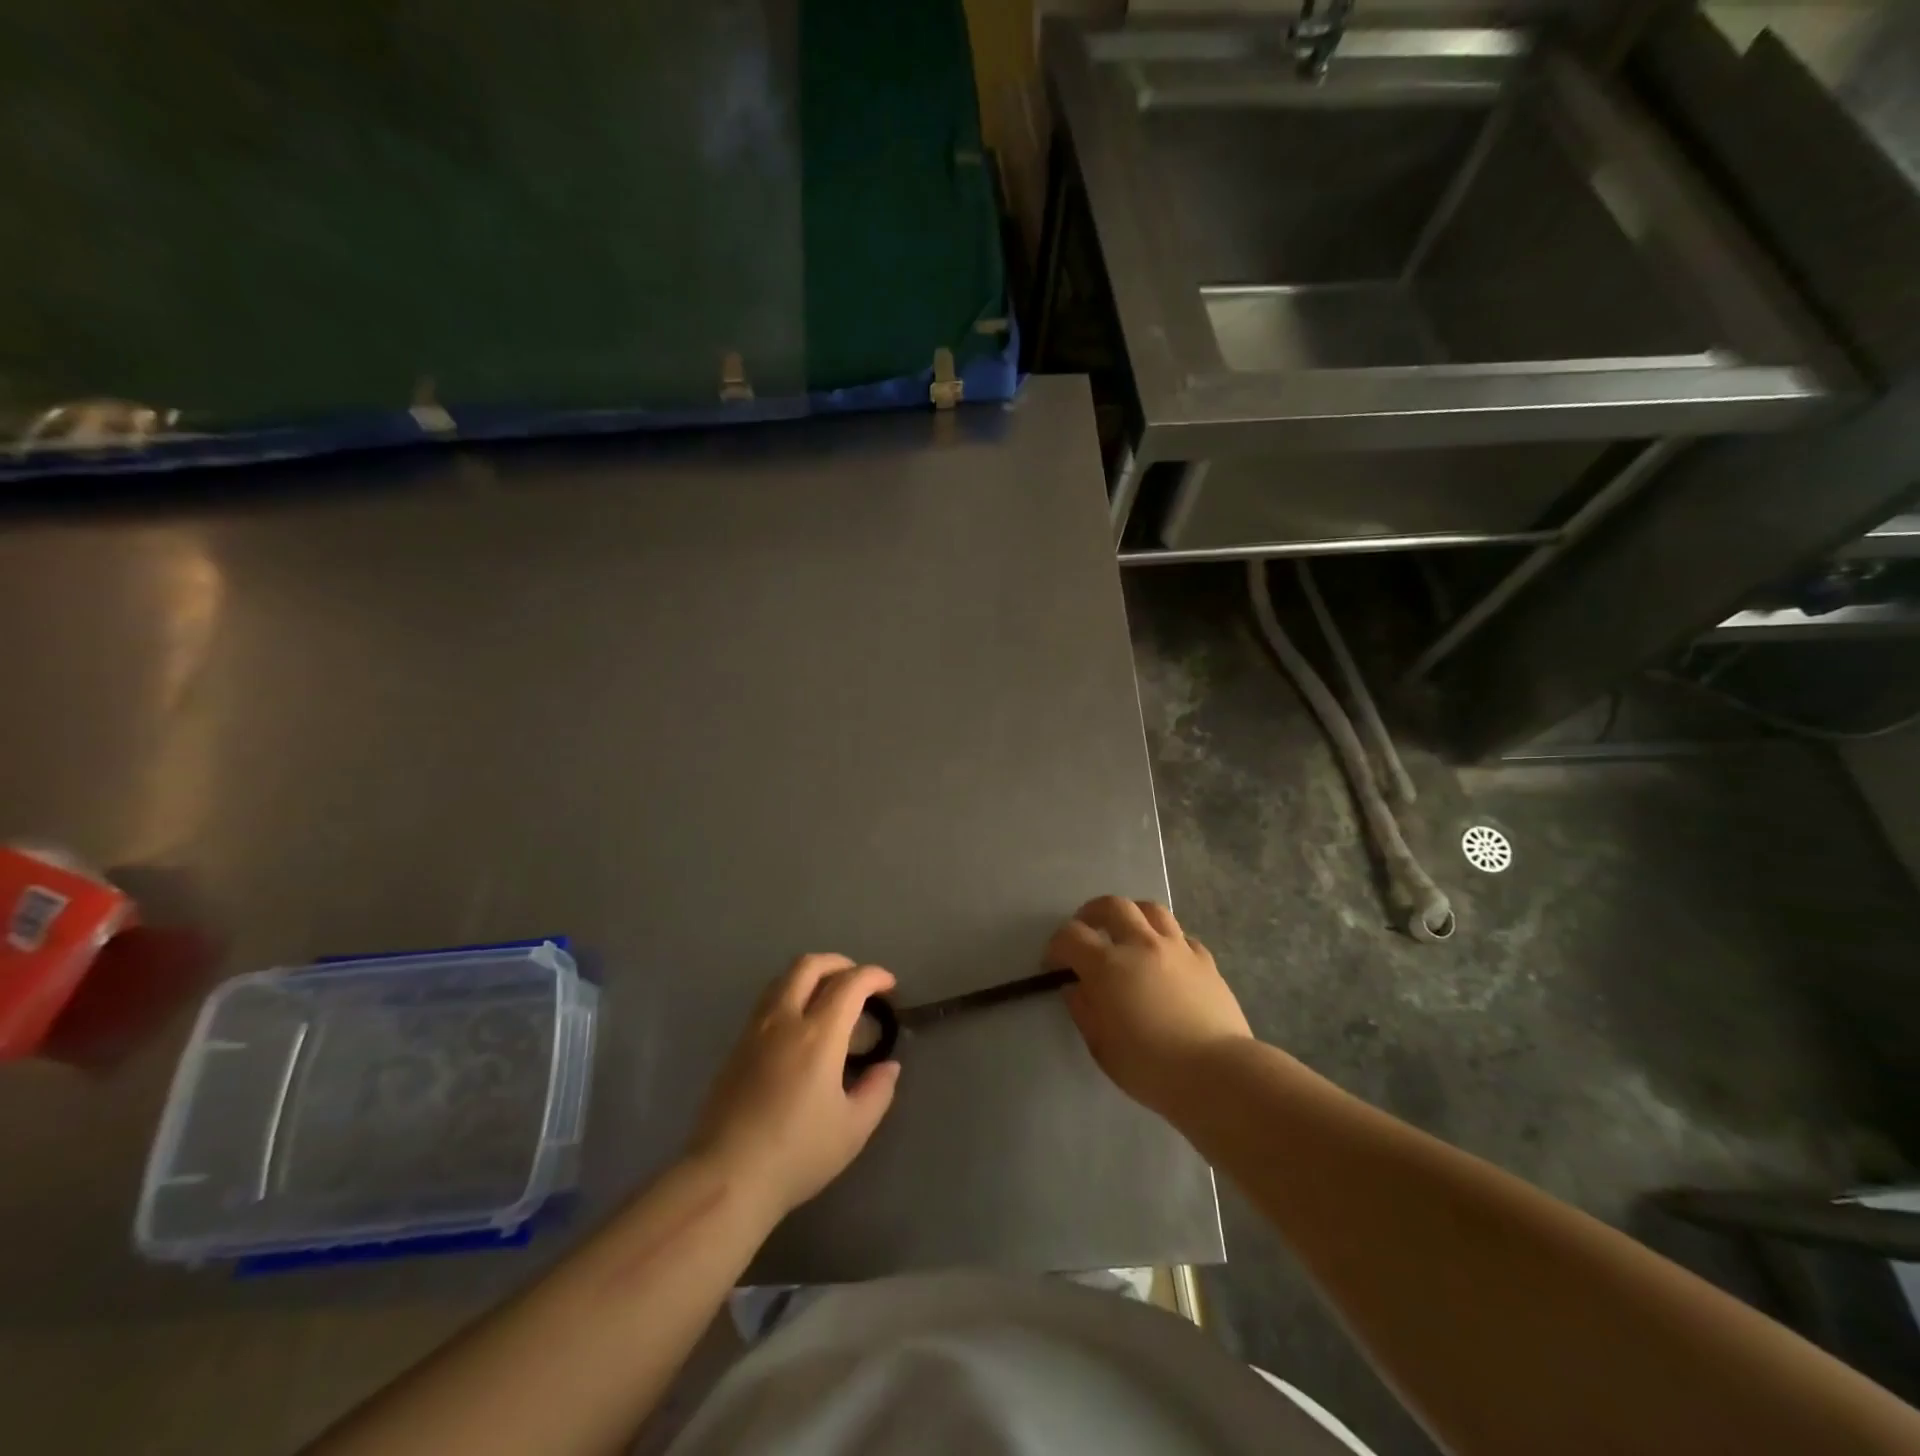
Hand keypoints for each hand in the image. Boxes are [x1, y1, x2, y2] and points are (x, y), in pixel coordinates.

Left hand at [688, 954, 900, 1219]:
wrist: (726, 1177)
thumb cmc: (796, 1154)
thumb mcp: (853, 1130)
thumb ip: (877, 1091)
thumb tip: (888, 1066)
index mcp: (819, 1035)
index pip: (849, 983)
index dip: (874, 976)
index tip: (889, 986)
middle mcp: (784, 1020)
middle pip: (809, 965)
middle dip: (839, 963)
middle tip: (858, 981)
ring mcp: (754, 1030)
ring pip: (782, 979)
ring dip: (810, 975)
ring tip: (828, 997)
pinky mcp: (735, 1047)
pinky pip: (767, 1002)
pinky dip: (790, 995)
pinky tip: (799, 1025)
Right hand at [1047, 897, 1251, 1114]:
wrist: (1217, 1074)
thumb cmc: (1150, 1067)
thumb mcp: (1101, 1046)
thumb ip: (1084, 1009)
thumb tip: (1076, 986)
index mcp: (1108, 966)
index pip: (1071, 936)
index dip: (1057, 945)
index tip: (1054, 963)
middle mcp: (1141, 945)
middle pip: (1112, 906)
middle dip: (1092, 913)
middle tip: (1086, 930)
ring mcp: (1177, 948)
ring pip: (1150, 909)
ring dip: (1132, 915)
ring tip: (1127, 932)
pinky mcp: (1205, 961)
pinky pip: (1181, 936)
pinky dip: (1166, 940)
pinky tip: (1165, 958)